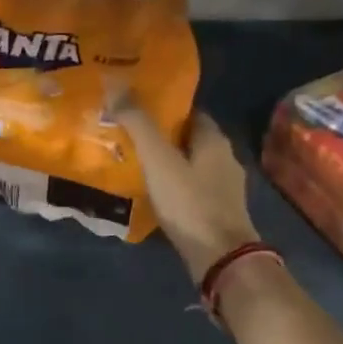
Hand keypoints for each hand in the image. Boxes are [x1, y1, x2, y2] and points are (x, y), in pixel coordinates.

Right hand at [112, 102, 259, 281]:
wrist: (221, 259)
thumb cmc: (190, 203)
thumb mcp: (159, 160)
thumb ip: (139, 124)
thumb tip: (116, 84)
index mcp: (215, 140)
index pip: (189, 111)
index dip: (164, 107)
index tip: (136, 107)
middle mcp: (225, 158)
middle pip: (189, 138)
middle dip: (162, 136)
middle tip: (129, 134)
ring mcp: (225, 188)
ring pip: (191, 164)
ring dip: (168, 162)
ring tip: (135, 163)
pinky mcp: (219, 212)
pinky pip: (192, 188)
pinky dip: (174, 185)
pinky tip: (153, 192)